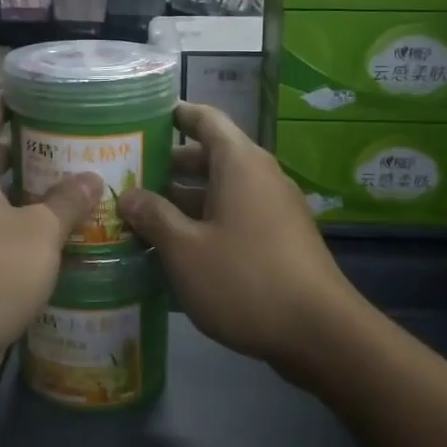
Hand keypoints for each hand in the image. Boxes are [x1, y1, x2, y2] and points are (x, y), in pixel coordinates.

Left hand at [0, 96, 100, 372]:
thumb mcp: (39, 233)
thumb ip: (68, 201)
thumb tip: (92, 178)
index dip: (10, 103)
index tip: (43, 96)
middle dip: (29, 150)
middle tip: (75, 144)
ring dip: (27, 193)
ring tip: (74, 186)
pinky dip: (17, 226)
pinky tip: (55, 234)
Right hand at [118, 103, 367, 385]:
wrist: (319, 332)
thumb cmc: (245, 279)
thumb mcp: (185, 250)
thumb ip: (154, 217)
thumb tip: (130, 195)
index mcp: (239, 163)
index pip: (205, 119)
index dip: (175, 114)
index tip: (143, 118)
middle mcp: (260, 177)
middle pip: (210, 158)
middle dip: (169, 167)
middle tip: (127, 178)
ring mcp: (274, 210)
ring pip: (221, 192)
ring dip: (184, 202)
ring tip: (141, 218)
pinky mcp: (280, 240)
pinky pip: (236, 218)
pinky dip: (206, 225)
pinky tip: (176, 252)